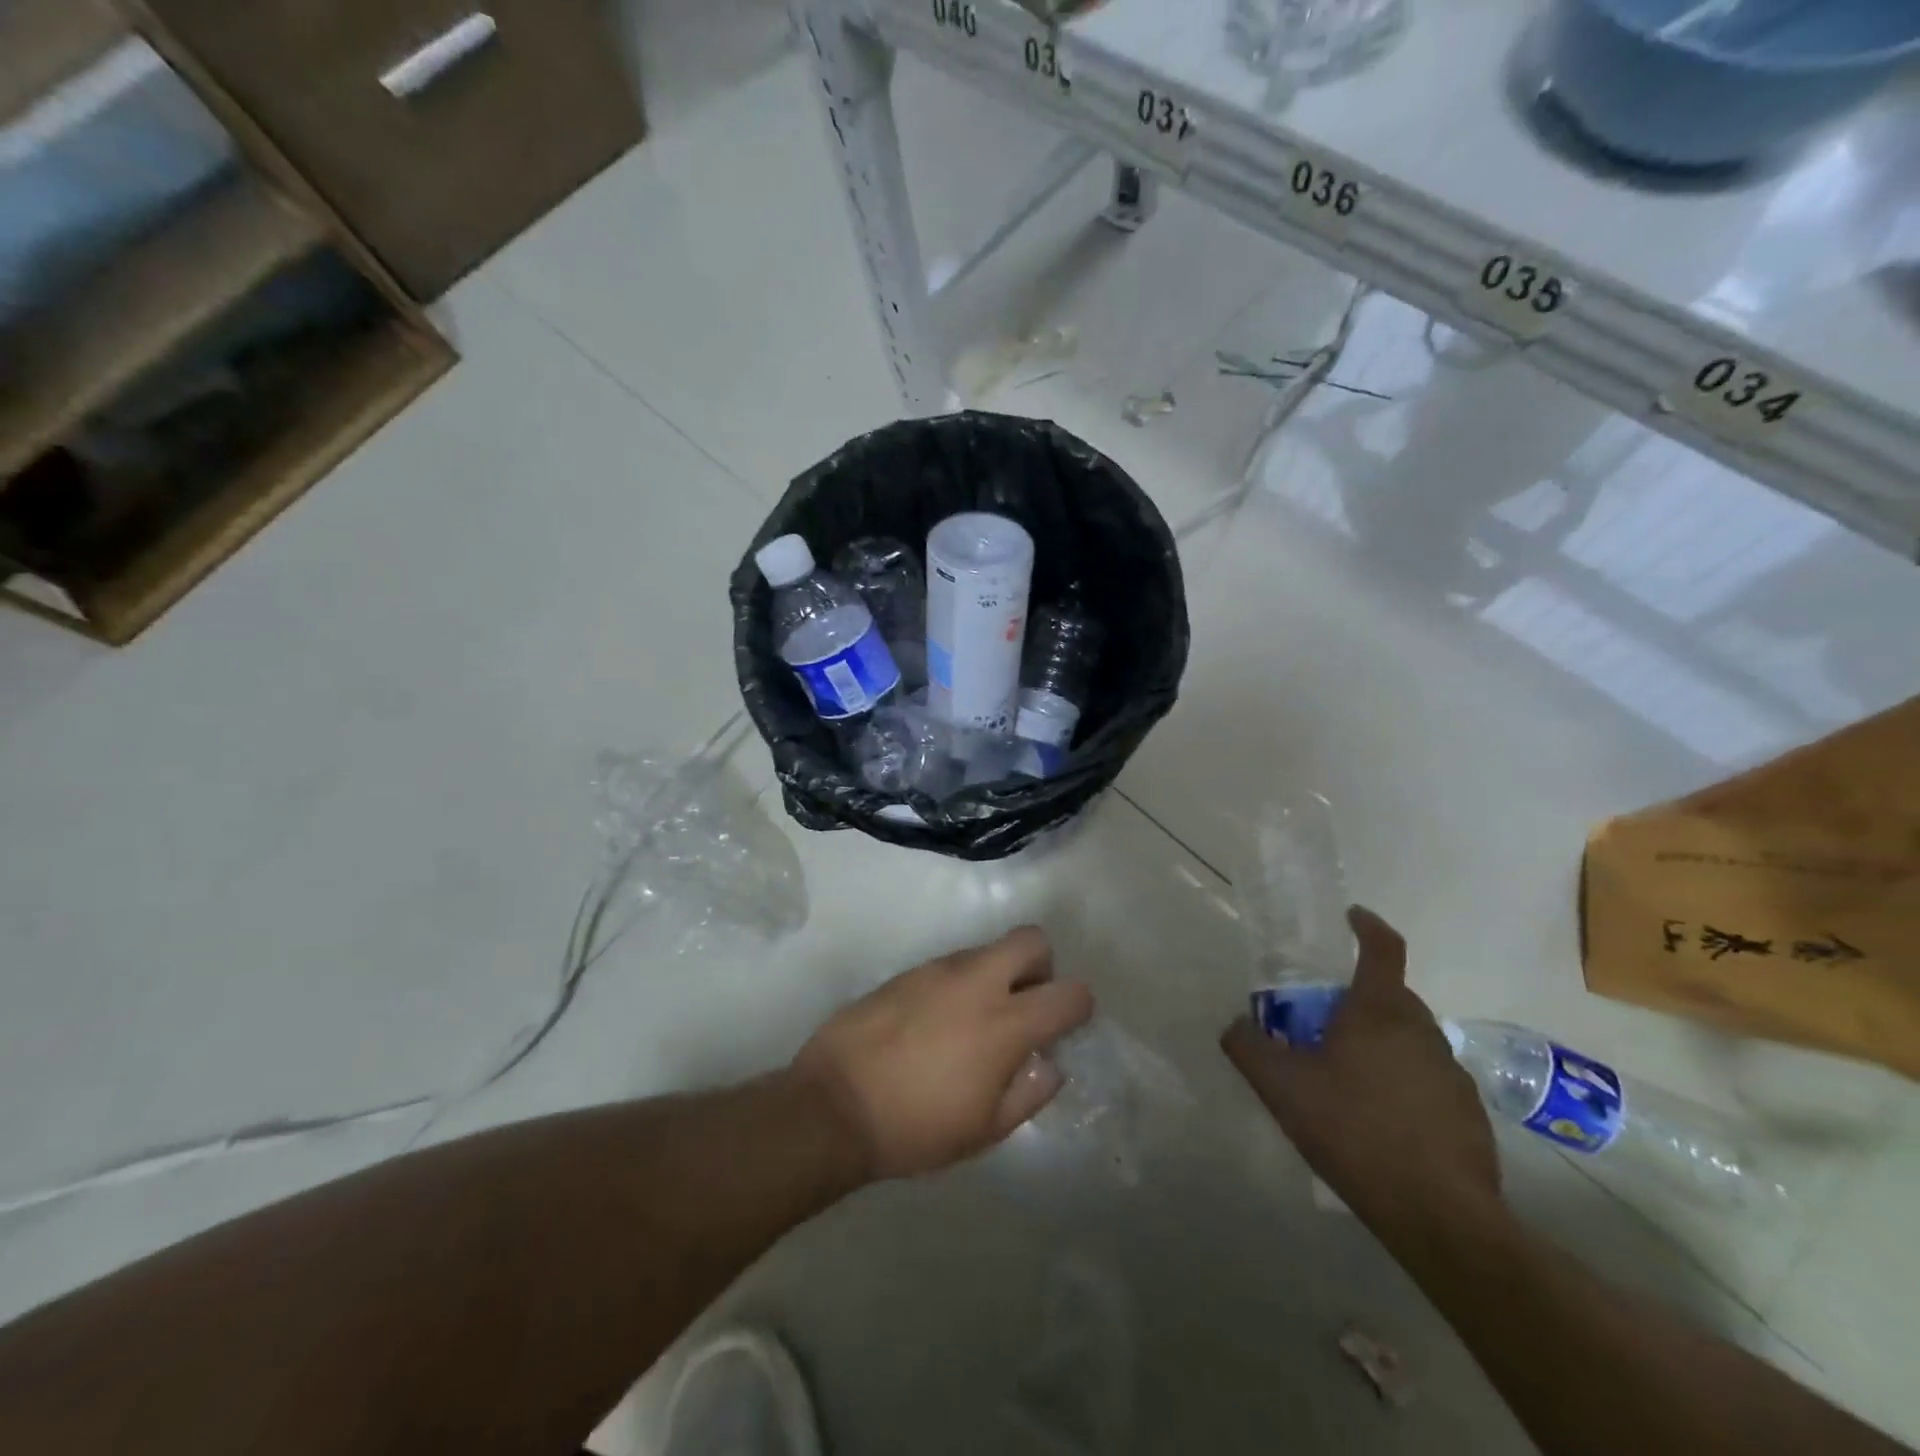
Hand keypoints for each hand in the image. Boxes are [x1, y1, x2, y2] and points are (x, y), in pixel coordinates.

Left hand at [793, 927, 1094, 1180]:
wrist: (834, 1105)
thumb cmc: (916, 1127)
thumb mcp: (985, 1130)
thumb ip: (1029, 1092)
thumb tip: (1049, 1064)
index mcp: (1005, 1023)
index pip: (1069, 993)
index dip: (1079, 1008)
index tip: (1066, 1027)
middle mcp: (977, 982)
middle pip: (1032, 940)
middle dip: (1041, 967)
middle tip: (1024, 1008)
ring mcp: (938, 970)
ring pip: (988, 950)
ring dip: (997, 976)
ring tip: (974, 1023)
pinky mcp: (908, 971)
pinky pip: (951, 964)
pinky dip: (960, 984)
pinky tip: (937, 1023)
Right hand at [1221, 907, 1500, 1234]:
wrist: (1439, 1215)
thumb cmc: (1354, 1131)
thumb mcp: (1281, 1087)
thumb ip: (1248, 1047)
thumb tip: (1235, 1024)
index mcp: (1378, 1011)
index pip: (1382, 948)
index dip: (1366, 926)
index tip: (1351, 917)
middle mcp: (1421, 1030)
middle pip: (1390, 995)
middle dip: (1357, 998)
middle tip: (1321, 1023)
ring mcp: (1451, 1072)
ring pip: (1408, 1038)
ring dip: (1380, 1043)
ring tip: (1346, 1078)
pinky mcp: (1468, 1112)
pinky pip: (1426, 1078)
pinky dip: (1402, 1082)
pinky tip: (1379, 1121)